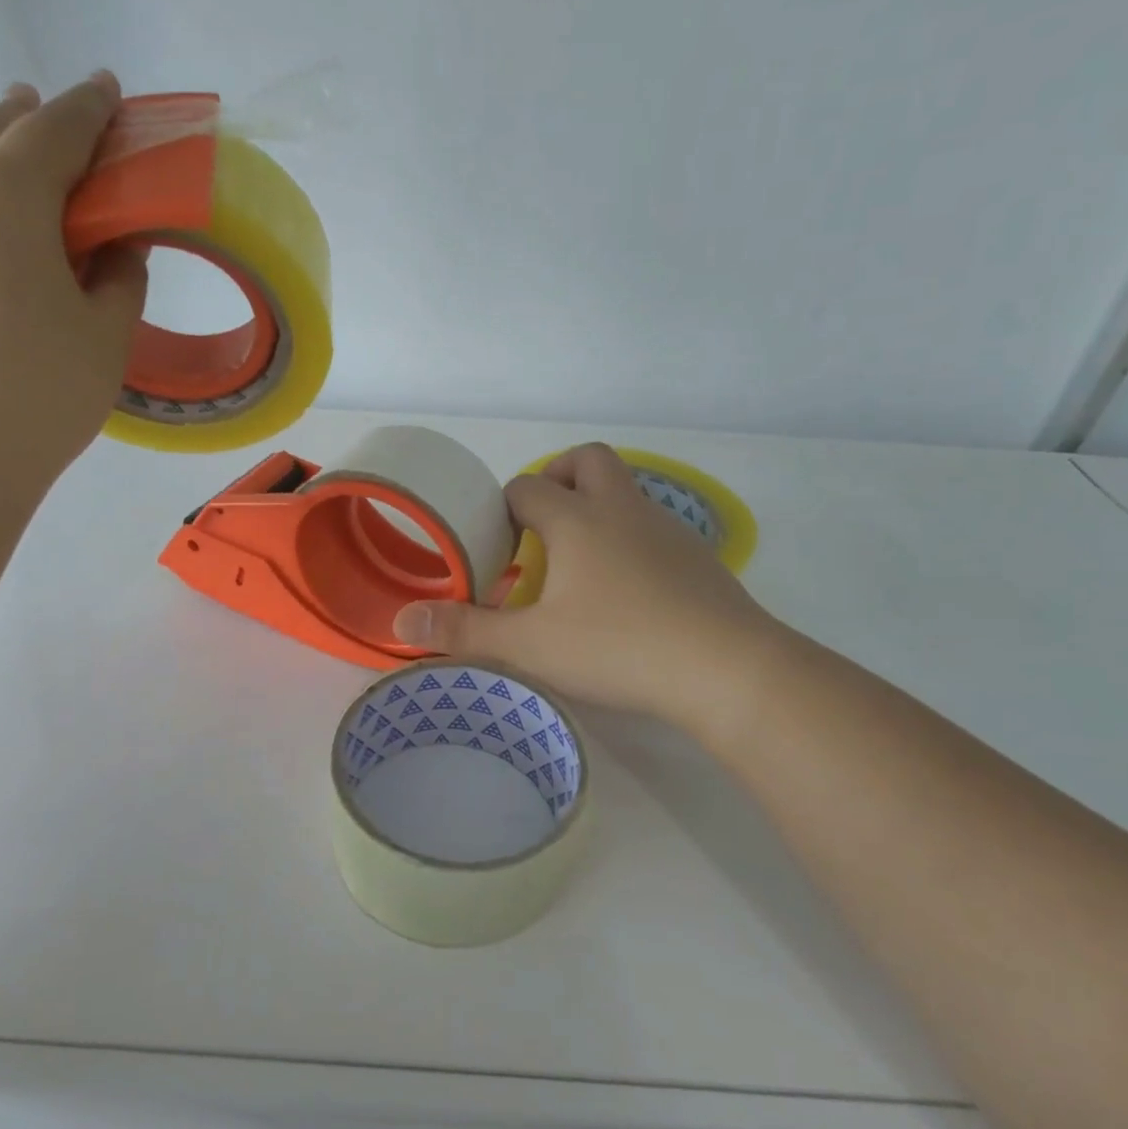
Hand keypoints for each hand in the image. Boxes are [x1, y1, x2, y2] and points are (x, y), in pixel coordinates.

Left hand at [0, 72, 147, 495]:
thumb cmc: (36, 400)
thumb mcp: (105, 339)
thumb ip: (120, 277)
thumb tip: (117, 244)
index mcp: (3, 194)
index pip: (57, 129)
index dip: (90, 108)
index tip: (108, 92)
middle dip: (23, 125)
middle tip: (51, 132)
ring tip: (0, 203)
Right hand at [392, 444, 780, 725]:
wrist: (726, 668)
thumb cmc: (618, 647)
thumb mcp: (532, 646)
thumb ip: (466, 631)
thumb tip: (401, 624)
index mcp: (577, 520)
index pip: (526, 489)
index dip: (503, 509)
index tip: (496, 546)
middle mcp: (622, 510)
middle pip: (587, 460)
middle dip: (557, 477)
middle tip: (540, 522)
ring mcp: (667, 530)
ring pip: (626, 491)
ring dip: (596, 507)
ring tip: (578, 562)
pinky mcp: (698, 557)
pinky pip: (654, 527)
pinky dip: (630, 538)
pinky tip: (627, 589)